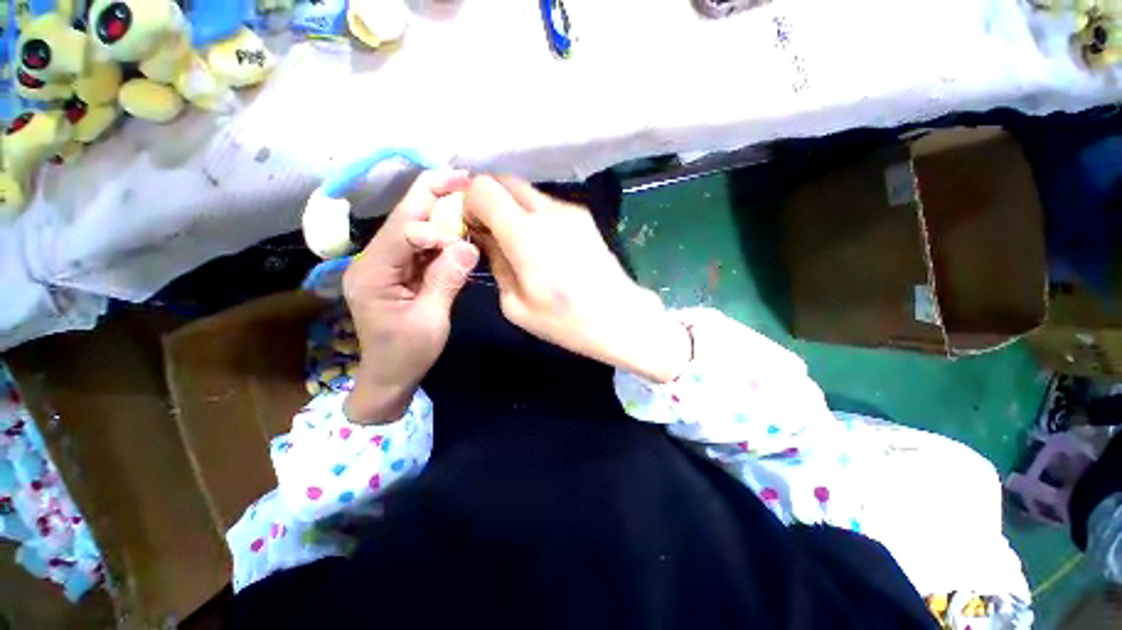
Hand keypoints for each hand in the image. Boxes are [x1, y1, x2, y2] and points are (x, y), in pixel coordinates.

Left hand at [342, 171, 479, 423]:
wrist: (390, 376)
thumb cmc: (407, 354)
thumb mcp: (431, 320)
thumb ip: (447, 281)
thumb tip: (469, 247)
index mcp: (371, 273)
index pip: (402, 233)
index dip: (434, 230)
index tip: (464, 244)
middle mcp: (373, 261)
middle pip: (402, 218)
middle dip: (431, 194)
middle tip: (461, 176)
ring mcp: (386, 264)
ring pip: (413, 228)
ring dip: (440, 212)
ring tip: (466, 196)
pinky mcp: (400, 271)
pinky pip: (422, 246)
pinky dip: (442, 235)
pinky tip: (460, 228)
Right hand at [463, 175, 691, 382]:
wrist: (619, 317)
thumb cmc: (565, 321)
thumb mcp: (515, 305)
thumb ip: (496, 264)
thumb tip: (487, 239)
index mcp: (525, 234)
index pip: (483, 187)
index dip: (469, 202)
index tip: (473, 227)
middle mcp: (548, 211)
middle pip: (505, 180)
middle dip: (489, 199)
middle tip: (490, 230)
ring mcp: (570, 210)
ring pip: (528, 191)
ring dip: (513, 207)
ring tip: (520, 242)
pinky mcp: (584, 216)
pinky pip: (548, 204)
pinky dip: (535, 215)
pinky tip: (545, 245)